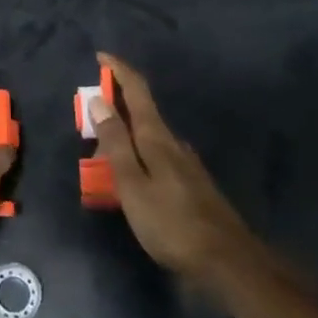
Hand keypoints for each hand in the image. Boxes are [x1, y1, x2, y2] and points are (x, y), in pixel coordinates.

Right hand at [90, 53, 257, 281]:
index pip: (137, 90)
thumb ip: (115, 143)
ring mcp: (186, 164)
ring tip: (105, 144)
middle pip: (143, 111)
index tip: (100, 56)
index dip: (118, 70)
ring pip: (150, 135)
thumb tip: (98, 100)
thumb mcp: (132, 184)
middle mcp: (173, 143)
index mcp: (157, 138)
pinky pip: (158, 155)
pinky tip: (133, 173)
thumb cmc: (171, 223)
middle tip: (90, 113)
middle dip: (117, 103)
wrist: (227, 261)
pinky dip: (139, 152)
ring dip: (127, 130)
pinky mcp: (191, 184)